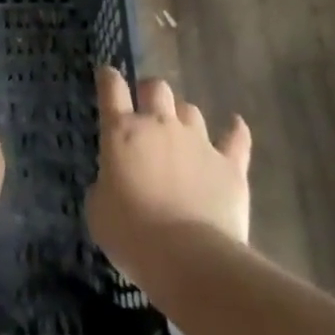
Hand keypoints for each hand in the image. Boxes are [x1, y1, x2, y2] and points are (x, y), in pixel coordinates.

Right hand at [87, 68, 250, 279]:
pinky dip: (235, 130)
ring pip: (191, 110)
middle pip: (156, 88)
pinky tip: (235, 125)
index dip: (108, 77)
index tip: (107, 75)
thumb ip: (104, 185)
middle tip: (146, 109)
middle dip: (150, 92)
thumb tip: (113, 181)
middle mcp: (160, 125)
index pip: (112, 88)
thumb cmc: (132, 235)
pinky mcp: (230, 165)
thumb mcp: (98, 211)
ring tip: (181, 132)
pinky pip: (236, 138)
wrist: (189, 259)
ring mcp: (198, 142)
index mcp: (122, 132)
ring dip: (183, 116)